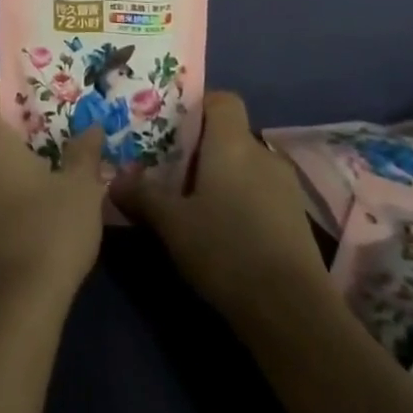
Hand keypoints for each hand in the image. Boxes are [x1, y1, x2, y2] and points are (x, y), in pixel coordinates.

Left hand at [0, 79, 106, 315]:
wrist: (13, 312)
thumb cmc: (47, 232)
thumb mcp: (81, 188)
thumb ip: (84, 152)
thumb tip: (91, 128)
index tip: (23, 94)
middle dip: (14, 128)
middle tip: (53, 131)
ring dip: (13, 162)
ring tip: (54, 168)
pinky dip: (9, 191)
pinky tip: (43, 208)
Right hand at [115, 91, 327, 324]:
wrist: (292, 312)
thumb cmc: (226, 250)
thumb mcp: (172, 224)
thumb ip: (142, 196)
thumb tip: (115, 179)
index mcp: (232, 143)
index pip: (222, 100)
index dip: (199, 107)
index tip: (174, 132)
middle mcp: (262, 154)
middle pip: (231, 136)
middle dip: (203, 151)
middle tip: (173, 175)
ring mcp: (286, 187)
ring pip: (247, 167)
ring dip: (225, 180)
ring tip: (198, 209)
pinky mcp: (297, 219)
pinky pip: (263, 194)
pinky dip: (244, 204)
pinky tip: (227, 236)